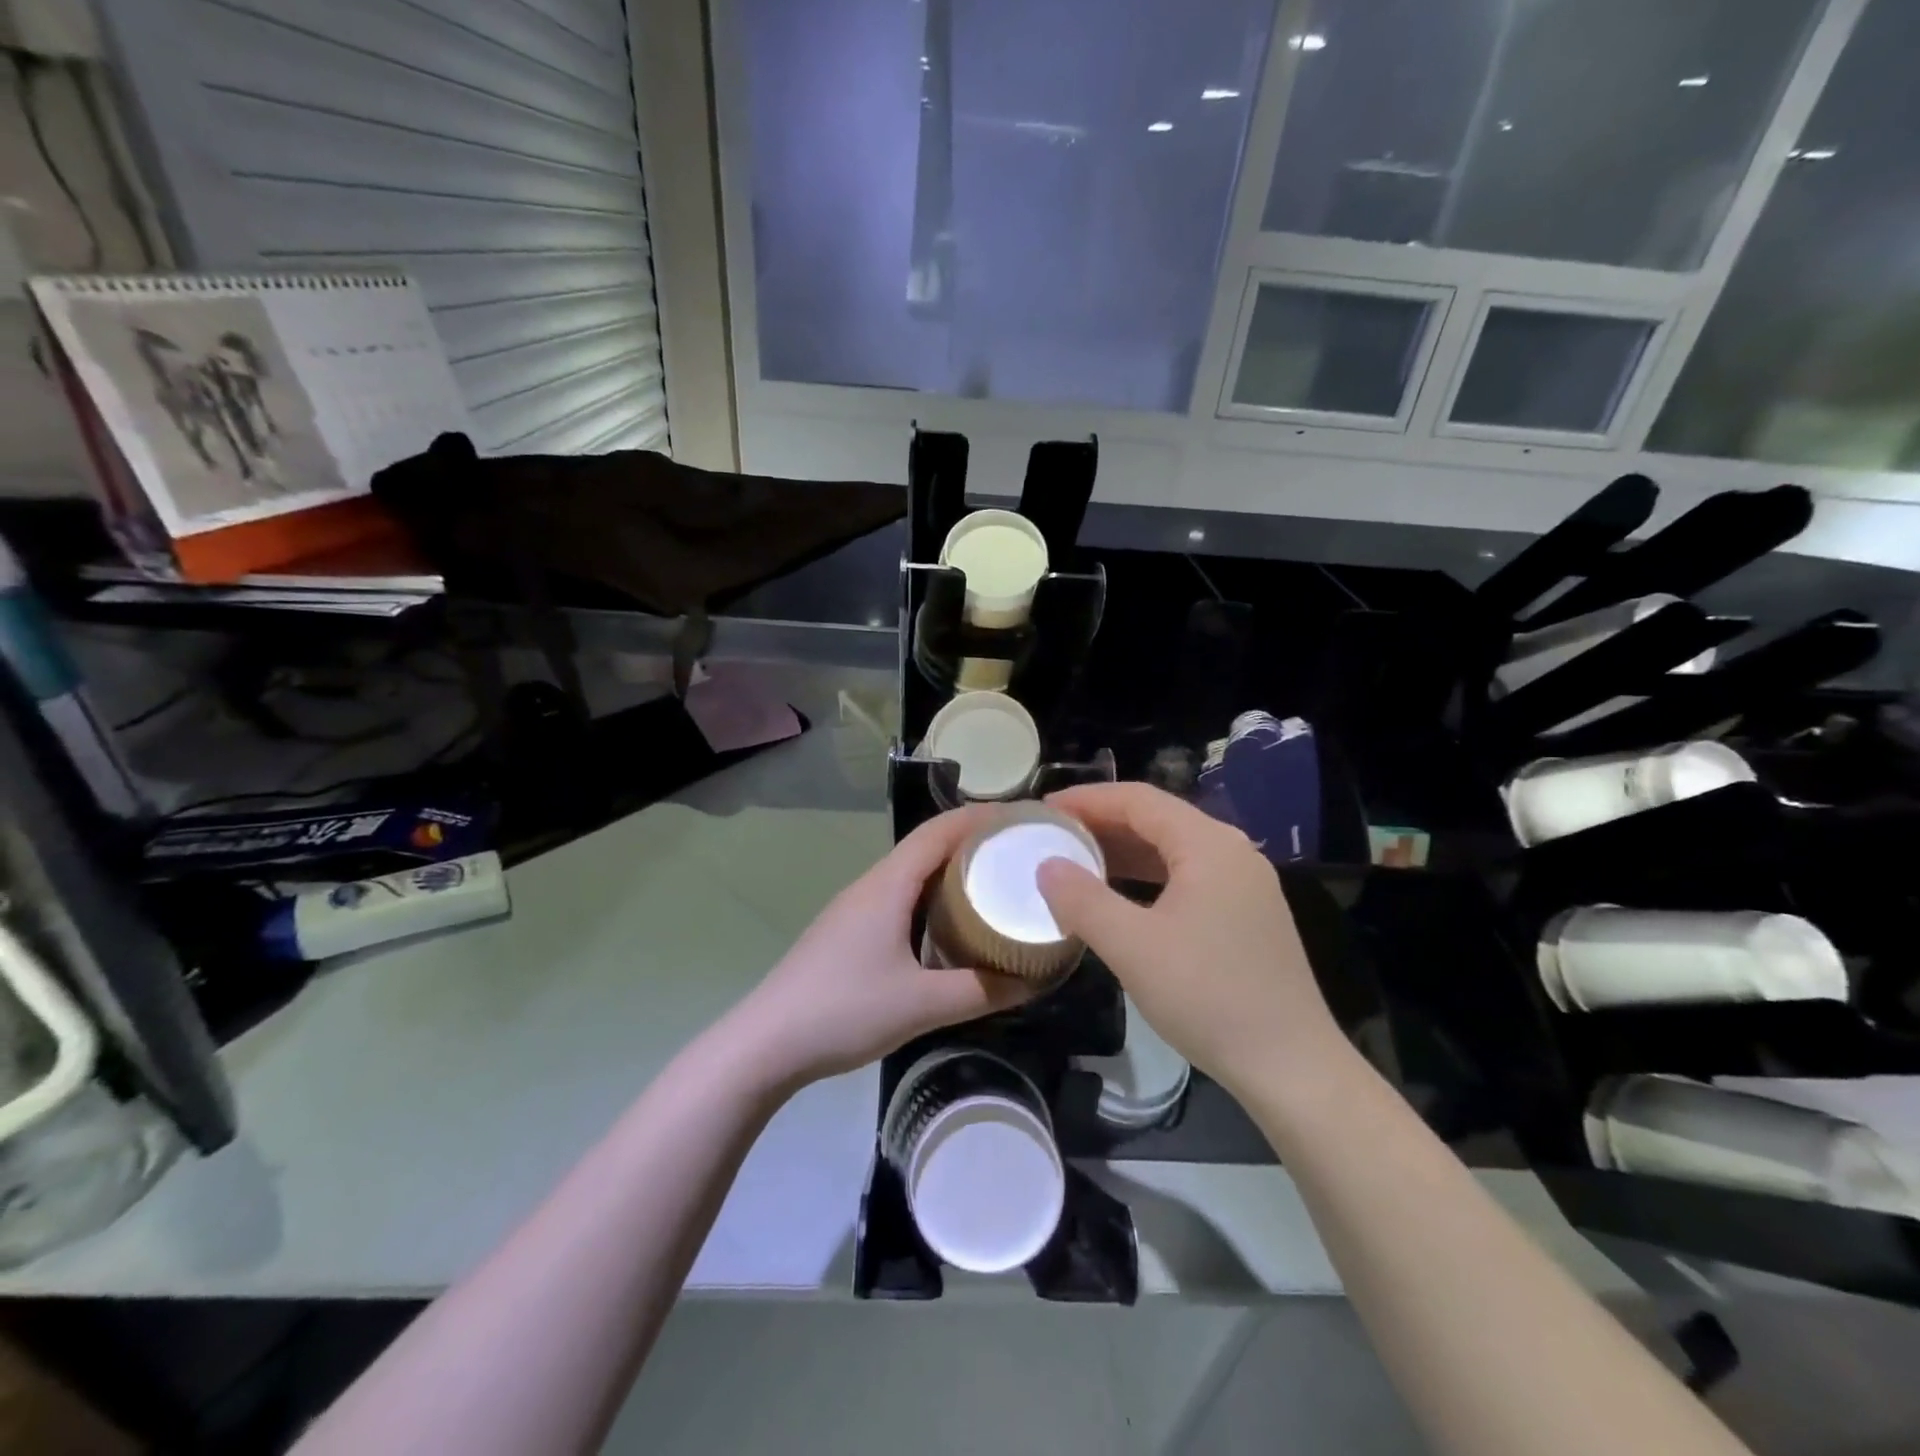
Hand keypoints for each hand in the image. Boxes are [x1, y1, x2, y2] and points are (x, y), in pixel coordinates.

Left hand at [732, 806, 1033, 1085]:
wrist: (766, 1043)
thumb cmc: (844, 1011)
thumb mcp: (922, 1005)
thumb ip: (981, 992)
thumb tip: (1035, 978)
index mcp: (888, 885)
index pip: (939, 831)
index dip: (981, 817)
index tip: (1023, 819)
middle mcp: (872, 885)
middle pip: (927, 847)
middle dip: (973, 843)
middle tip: (1020, 854)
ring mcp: (856, 908)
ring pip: (912, 874)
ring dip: (951, 871)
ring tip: (995, 884)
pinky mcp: (848, 932)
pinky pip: (900, 898)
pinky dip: (932, 898)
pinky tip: (950, 926)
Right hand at [1035, 782, 1344, 1095]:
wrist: (1291, 1067)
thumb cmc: (1208, 997)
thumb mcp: (1133, 948)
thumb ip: (1082, 900)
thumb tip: (1046, 866)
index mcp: (1208, 845)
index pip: (1139, 800)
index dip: (1087, 799)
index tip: (1044, 809)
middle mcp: (1232, 851)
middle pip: (1158, 819)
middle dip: (1103, 823)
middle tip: (1055, 835)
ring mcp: (1245, 883)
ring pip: (1173, 849)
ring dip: (1125, 851)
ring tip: (1078, 861)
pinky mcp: (1248, 913)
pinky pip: (1188, 876)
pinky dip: (1148, 877)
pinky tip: (1122, 897)